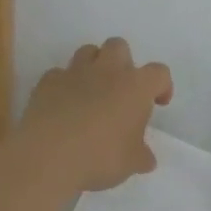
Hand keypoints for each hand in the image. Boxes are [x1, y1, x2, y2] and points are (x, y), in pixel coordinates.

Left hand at [19, 38, 172, 191]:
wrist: (48, 154)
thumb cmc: (99, 156)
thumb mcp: (130, 163)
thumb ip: (141, 156)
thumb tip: (147, 158)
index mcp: (135, 86)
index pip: (159, 73)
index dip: (162, 85)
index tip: (157, 103)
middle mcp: (107, 71)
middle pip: (119, 46)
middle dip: (123, 62)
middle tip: (120, 90)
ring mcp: (75, 72)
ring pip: (88, 51)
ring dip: (93, 66)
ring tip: (91, 92)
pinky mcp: (48, 81)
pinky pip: (59, 74)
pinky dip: (63, 85)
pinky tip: (62, 105)